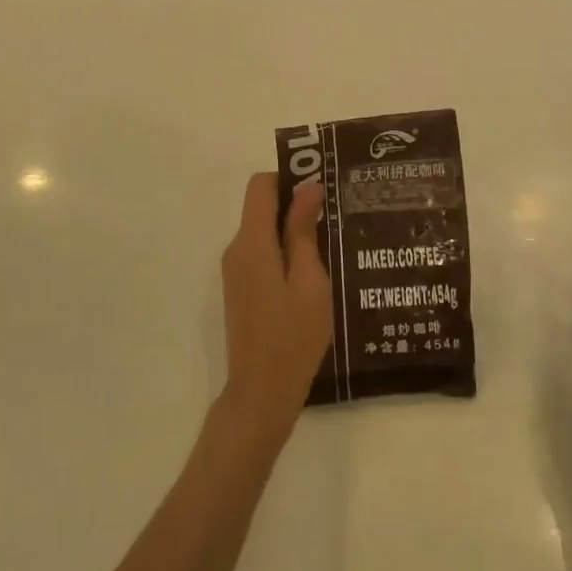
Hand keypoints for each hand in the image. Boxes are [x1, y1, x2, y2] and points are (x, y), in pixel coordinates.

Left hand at [218, 173, 331, 445]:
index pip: (260, 186)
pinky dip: (284, 250)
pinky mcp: (240, 289)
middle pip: (260, 206)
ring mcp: (235, 271)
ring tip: (331, 240)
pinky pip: (261, 253)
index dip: (289, 178)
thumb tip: (308, 187)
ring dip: (291, 228)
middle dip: (295, 202)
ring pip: (262, 230)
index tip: (321, 187)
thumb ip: (303, 231)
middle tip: (335, 213)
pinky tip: (314, 269)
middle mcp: (236, 249)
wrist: (261, 393)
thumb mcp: (309, 281)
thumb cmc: (293, 336)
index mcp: (252, 243)